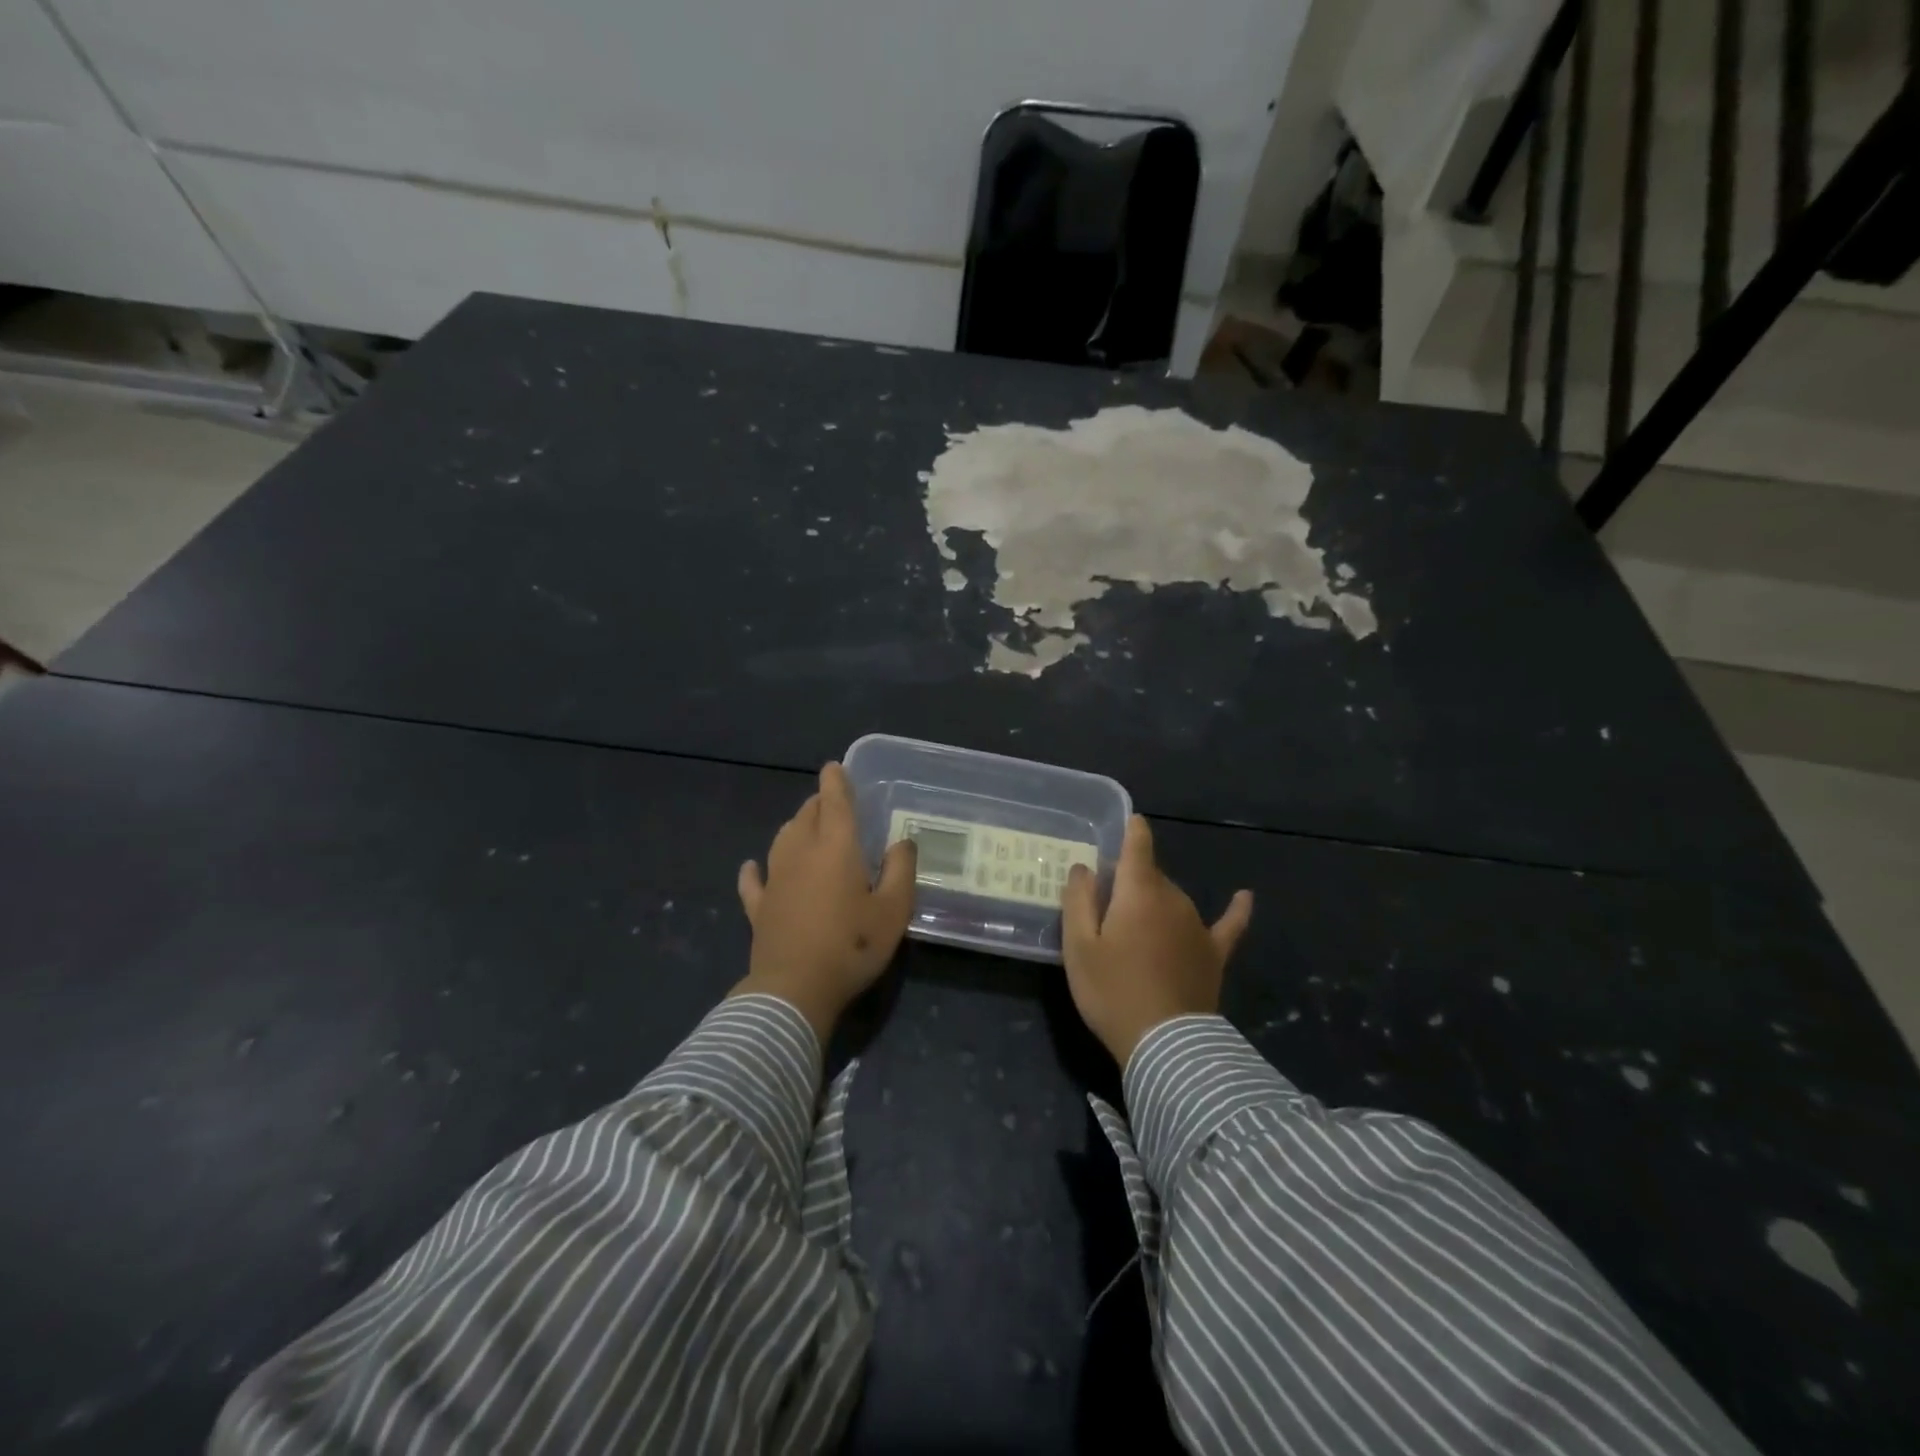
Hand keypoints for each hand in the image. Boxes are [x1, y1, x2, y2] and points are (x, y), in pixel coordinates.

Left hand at [732, 763, 916, 1042]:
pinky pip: (754, 880)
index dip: (836, 781)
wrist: (794, 990)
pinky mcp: (760, 908)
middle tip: (834, 803)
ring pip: (782, 839)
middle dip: (820, 803)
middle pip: (807, 815)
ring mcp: (775, 880)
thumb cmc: (852, 946)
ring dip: (796, 827)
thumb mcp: (894, 910)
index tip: (835, 767)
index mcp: (836, 847)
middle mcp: (801, 853)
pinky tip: (752, 867)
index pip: (835, 801)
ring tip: (807, 827)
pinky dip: (755, 870)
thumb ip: (901, 870)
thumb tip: (902, 841)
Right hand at [1061, 815, 1252, 1067]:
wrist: (1165, 1045)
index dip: (1132, 830)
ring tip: (1134, 932)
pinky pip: (1229, 924)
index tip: (1129, 822)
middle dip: (1131, 882)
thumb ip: (1079, 900)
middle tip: (1106, 910)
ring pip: (1174, 899)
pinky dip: (1237, 910)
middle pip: (1151, 876)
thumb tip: (1084, 867)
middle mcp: (1174, 898)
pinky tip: (1246, 896)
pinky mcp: (1214, 954)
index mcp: (1138, 891)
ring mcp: (1198, 926)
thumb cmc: (1112, 991)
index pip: (1138, 846)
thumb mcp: (1079, 946)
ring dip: (1156, 904)